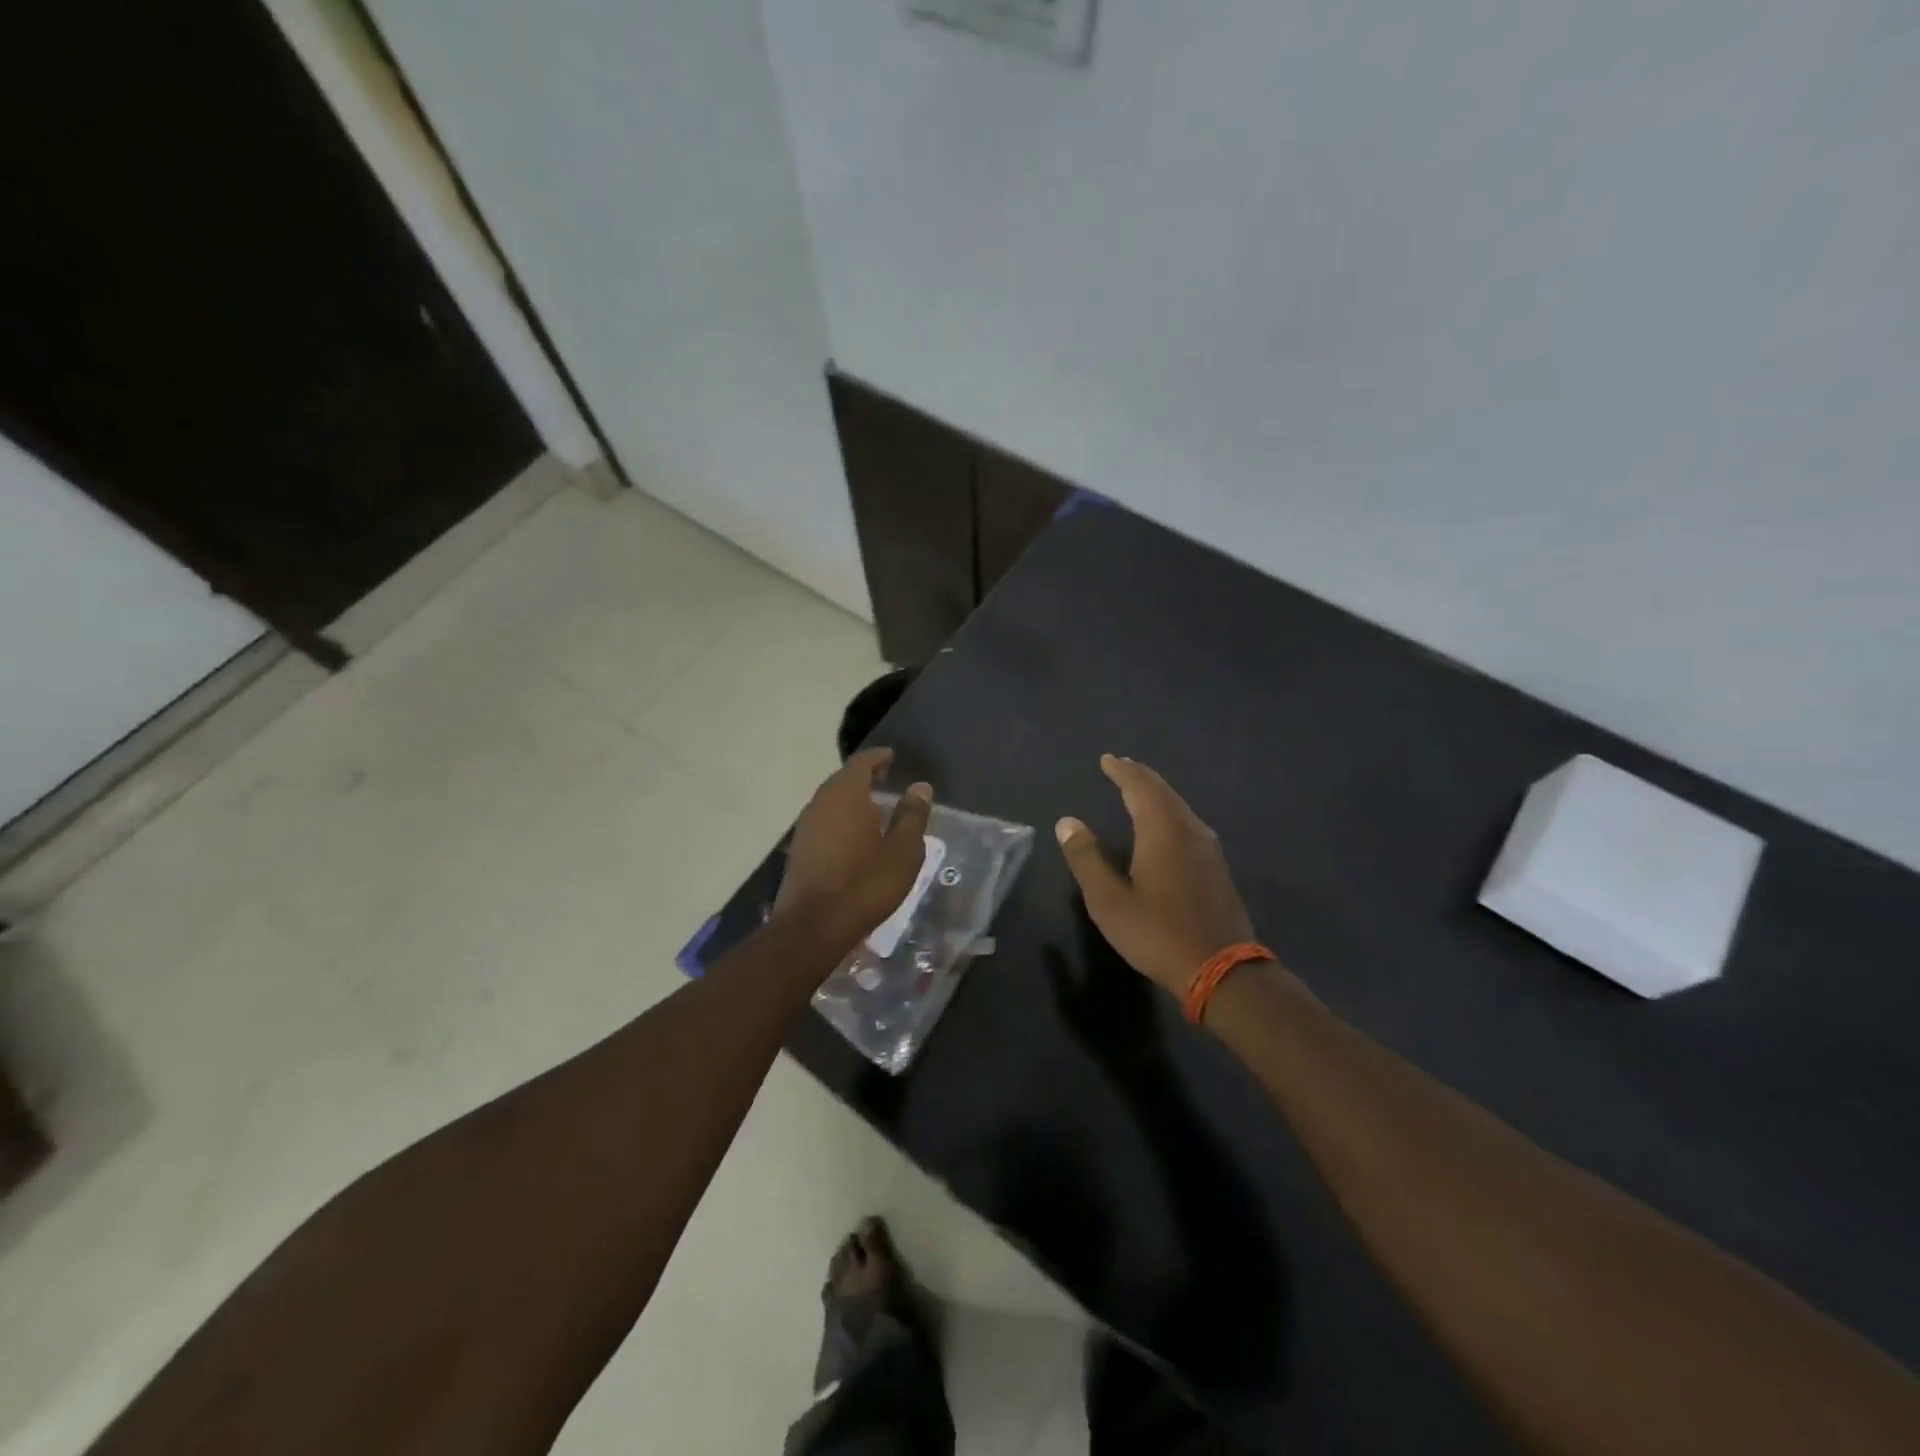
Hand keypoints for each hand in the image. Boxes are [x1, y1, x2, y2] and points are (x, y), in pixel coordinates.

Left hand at [776, 748, 933, 945]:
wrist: (813, 926)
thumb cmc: (865, 883)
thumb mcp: (903, 851)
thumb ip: (912, 815)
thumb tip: (920, 787)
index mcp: (846, 794)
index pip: (862, 763)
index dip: (878, 757)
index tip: (892, 756)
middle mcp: (821, 802)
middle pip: (843, 779)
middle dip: (865, 776)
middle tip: (886, 777)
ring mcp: (806, 826)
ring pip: (832, 801)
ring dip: (852, 798)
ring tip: (875, 806)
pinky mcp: (800, 849)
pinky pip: (825, 821)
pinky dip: (842, 818)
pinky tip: (856, 834)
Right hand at [1056, 755, 1254, 997]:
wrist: (1222, 970)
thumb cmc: (1158, 933)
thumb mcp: (1109, 901)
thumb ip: (1086, 858)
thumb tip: (1067, 822)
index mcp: (1162, 831)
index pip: (1140, 787)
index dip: (1122, 771)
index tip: (1107, 759)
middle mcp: (1189, 830)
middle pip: (1163, 791)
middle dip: (1140, 776)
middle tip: (1121, 766)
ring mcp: (1208, 848)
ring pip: (1179, 806)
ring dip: (1156, 792)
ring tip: (1138, 789)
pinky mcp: (1216, 867)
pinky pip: (1187, 822)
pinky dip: (1168, 811)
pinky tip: (1163, 824)